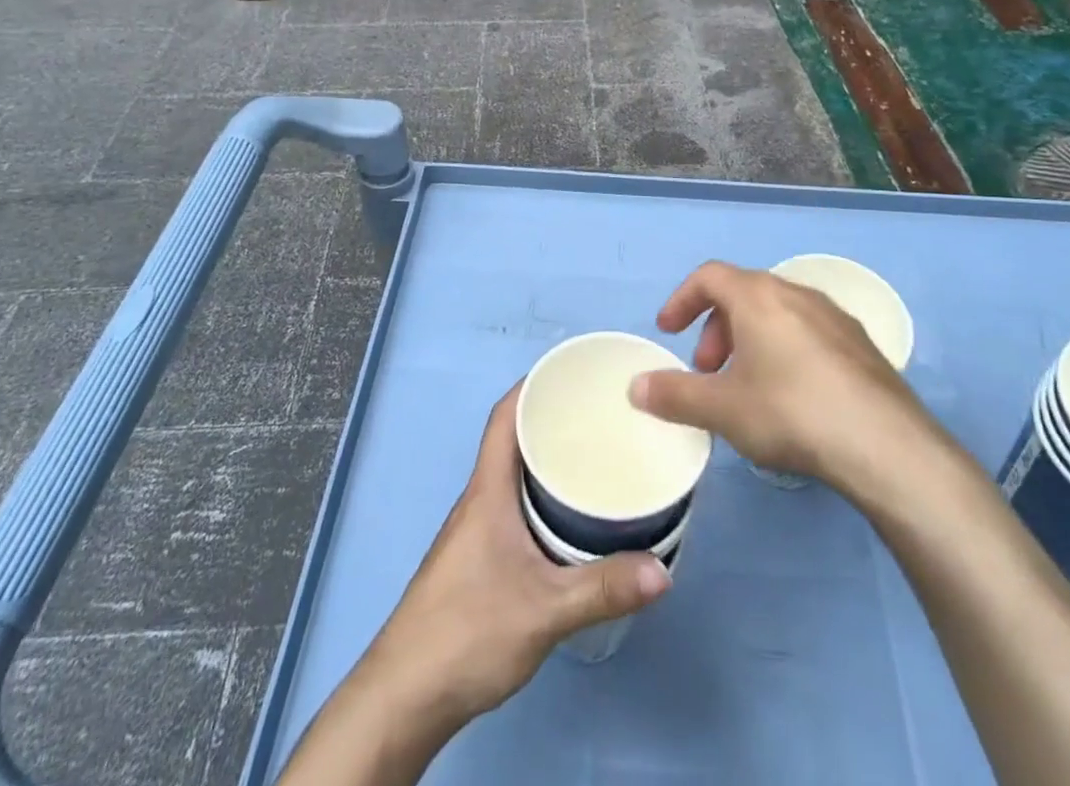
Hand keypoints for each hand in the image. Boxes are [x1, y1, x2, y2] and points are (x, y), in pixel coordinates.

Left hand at [359, 386, 670, 727]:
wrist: (405, 695)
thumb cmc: (468, 631)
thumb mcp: (544, 610)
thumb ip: (603, 589)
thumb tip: (664, 571)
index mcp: (487, 490)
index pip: (504, 416)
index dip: (533, 385)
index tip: (572, 373)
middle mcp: (480, 498)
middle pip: (514, 439)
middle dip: (553, 419)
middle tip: (601, 415)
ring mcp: (476, 529)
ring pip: (515, 474)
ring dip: (549, 459)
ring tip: (596, 456)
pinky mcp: (479, 558)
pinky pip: (515, 504)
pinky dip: (542, 495)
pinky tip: (571, 518)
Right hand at [630, 261, 945, 500]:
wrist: (886, 445)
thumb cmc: (791, 412)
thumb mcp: (723, 408)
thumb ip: (674, 395)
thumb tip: (636, 387)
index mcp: (758, 295)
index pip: (708, 276)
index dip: (682, 300)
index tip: (668, 332)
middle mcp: (795, 292)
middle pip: (743, 294)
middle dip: (716, 329)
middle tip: (708, 372)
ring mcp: (834, 317)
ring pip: (777, 313)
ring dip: (750, 341)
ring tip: (747, 387)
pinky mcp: (861, 345)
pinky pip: (807, 332)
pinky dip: (784, 350)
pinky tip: (792, 397)